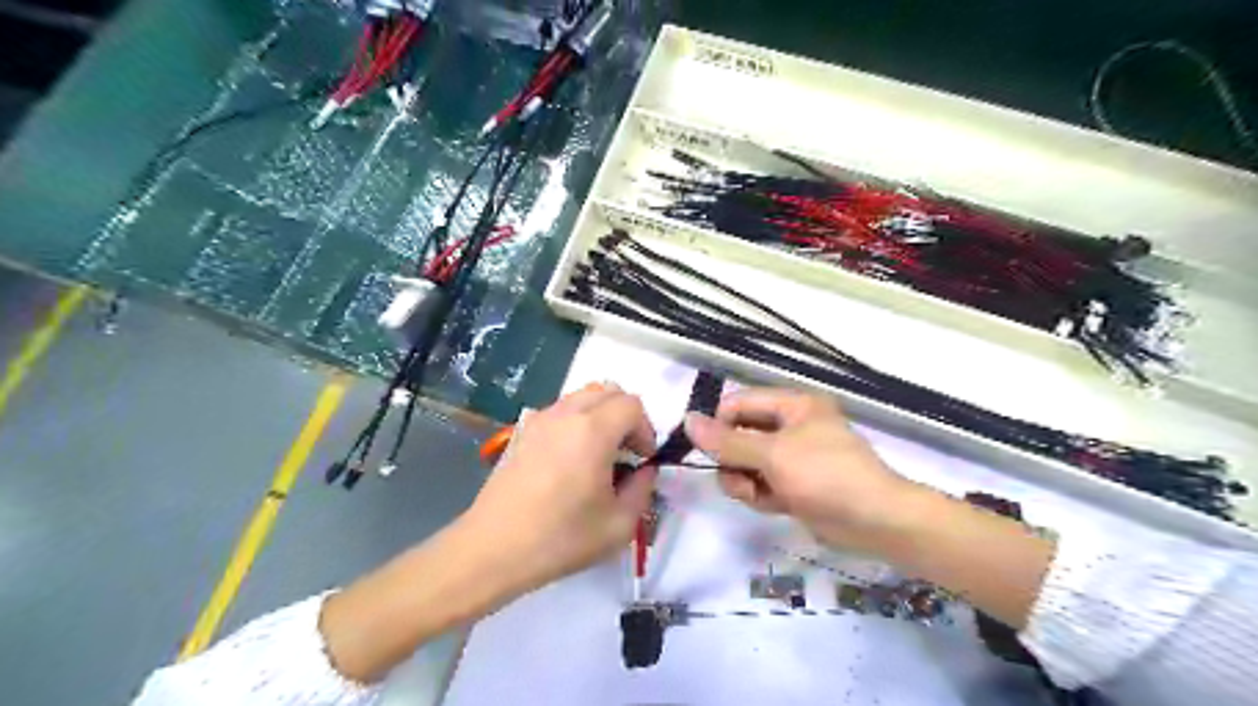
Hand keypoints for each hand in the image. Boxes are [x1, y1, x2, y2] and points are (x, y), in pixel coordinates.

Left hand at [461, 387, 659, 593]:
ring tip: (599, 454)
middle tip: (626, 452)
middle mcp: (567, 414)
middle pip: (608, 391)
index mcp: (593, 430)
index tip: (643, 459)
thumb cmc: (561, 538)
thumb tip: (645, 470)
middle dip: (626, 416)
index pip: (632, 405)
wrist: (493, 548)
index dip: (646, 429)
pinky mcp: (522, 431)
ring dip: (601, 415)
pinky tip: (571, 459)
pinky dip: (576, 421)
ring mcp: (540, 419)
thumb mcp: (619, 525)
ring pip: (582, 396)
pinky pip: (560, 410)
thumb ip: (643, 489)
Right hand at [688, 390, 919, 549]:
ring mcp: (792, 457)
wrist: (876, 522)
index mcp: (792, 405)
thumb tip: (688, 421)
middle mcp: (791, 426)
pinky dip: (760, 494)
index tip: (704, 450)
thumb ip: (727, 441)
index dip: (718, 424)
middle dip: (733, 459)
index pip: (739, 404)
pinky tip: (773, 505)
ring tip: (757, 494)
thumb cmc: (826, 475)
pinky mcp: (794, 485)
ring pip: (747, 463)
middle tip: (738, 478)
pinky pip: (761, 483)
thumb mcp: (773, 455)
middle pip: (739, 435)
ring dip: (744, 481)